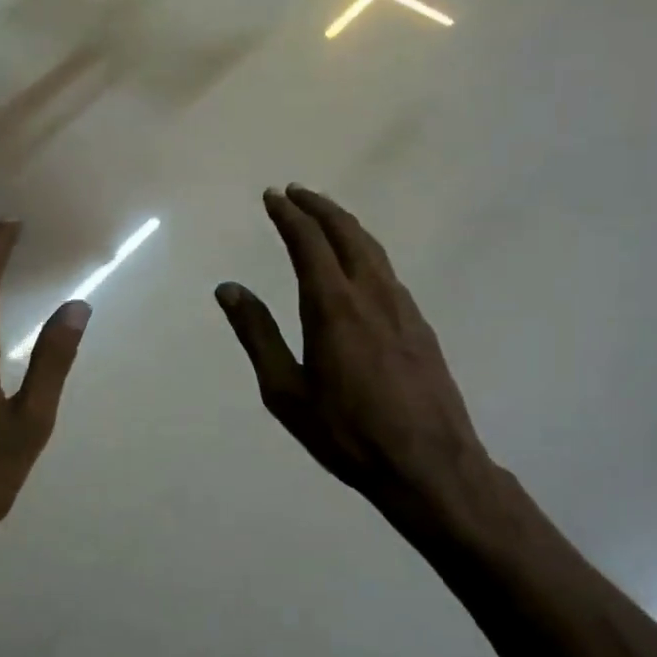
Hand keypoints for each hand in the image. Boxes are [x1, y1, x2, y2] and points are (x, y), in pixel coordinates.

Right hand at [216, 187, 507, 542]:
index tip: (272, 196)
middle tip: (296, 193)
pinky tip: (359, 267)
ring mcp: (402, 307)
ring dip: (345, 225)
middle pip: (346, 233)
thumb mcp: (286, 391)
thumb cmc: (346, 433)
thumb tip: (228, 289)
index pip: (308, 242)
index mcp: (332, 306)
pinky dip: (365, 252)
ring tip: (325, 218)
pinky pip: (387, 272)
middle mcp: (371, 294)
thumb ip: (258, 335)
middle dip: (319, 207)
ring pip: (372, 249)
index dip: (288, 215)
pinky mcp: (420, 325)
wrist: (428, 463)